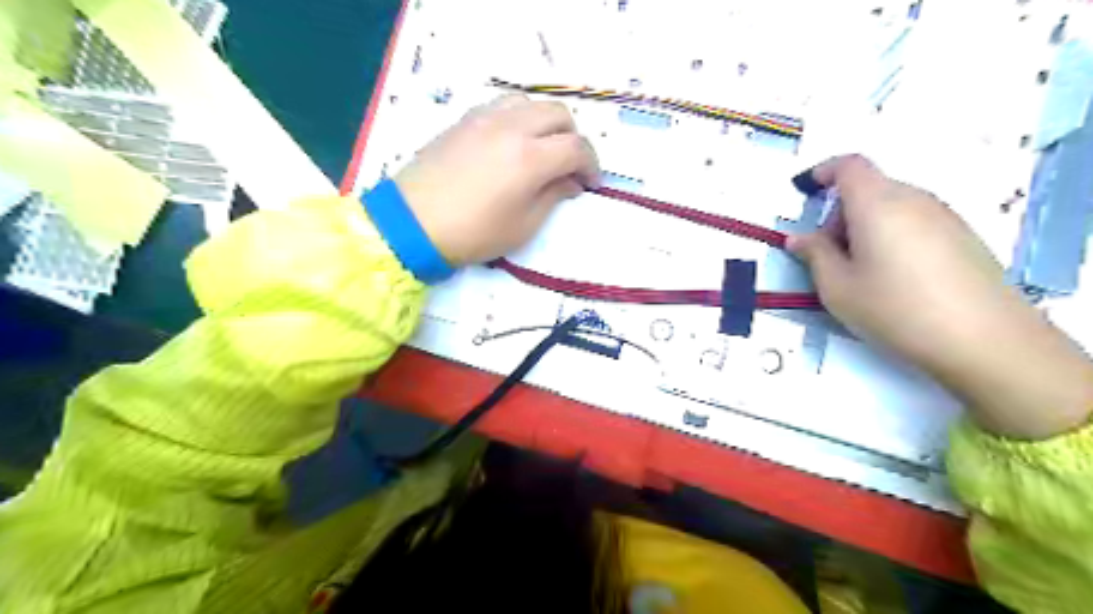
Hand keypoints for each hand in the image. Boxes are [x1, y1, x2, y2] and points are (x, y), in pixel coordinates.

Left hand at [393, 95, 596, 265]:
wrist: (413, 224)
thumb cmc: (473, 233)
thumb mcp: (523, 225)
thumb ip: (553, 196)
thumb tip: (570, 181)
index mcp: (530, 157)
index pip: (577, 147)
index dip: (591, 165)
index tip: (590, 183)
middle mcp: (511, 127)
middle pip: (558, 114)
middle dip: (572, 139)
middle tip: (568, 166)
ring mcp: (485, 118)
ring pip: (530, 103)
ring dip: (545, 123)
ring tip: (540, 150)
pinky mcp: (464, 119)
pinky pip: (502, 106)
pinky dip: (519, 118)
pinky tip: (511, 143)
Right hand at [790, 155, 1088, 437]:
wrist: (984, 339)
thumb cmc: (895, 309)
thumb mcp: (837, 288)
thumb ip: (814, 255)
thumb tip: (800, 238)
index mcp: (877, 204)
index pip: (849, 166)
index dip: (824, 172)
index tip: (806, 192)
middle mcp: (913, 199)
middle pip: (869, 188)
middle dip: (840, 212)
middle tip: (829, 254)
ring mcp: (944, 216)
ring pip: (891, 206)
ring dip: (865, 226)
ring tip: (861, 271)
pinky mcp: (963, 236)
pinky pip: (914, 221)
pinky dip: (892, 235)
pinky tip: (894, 277)